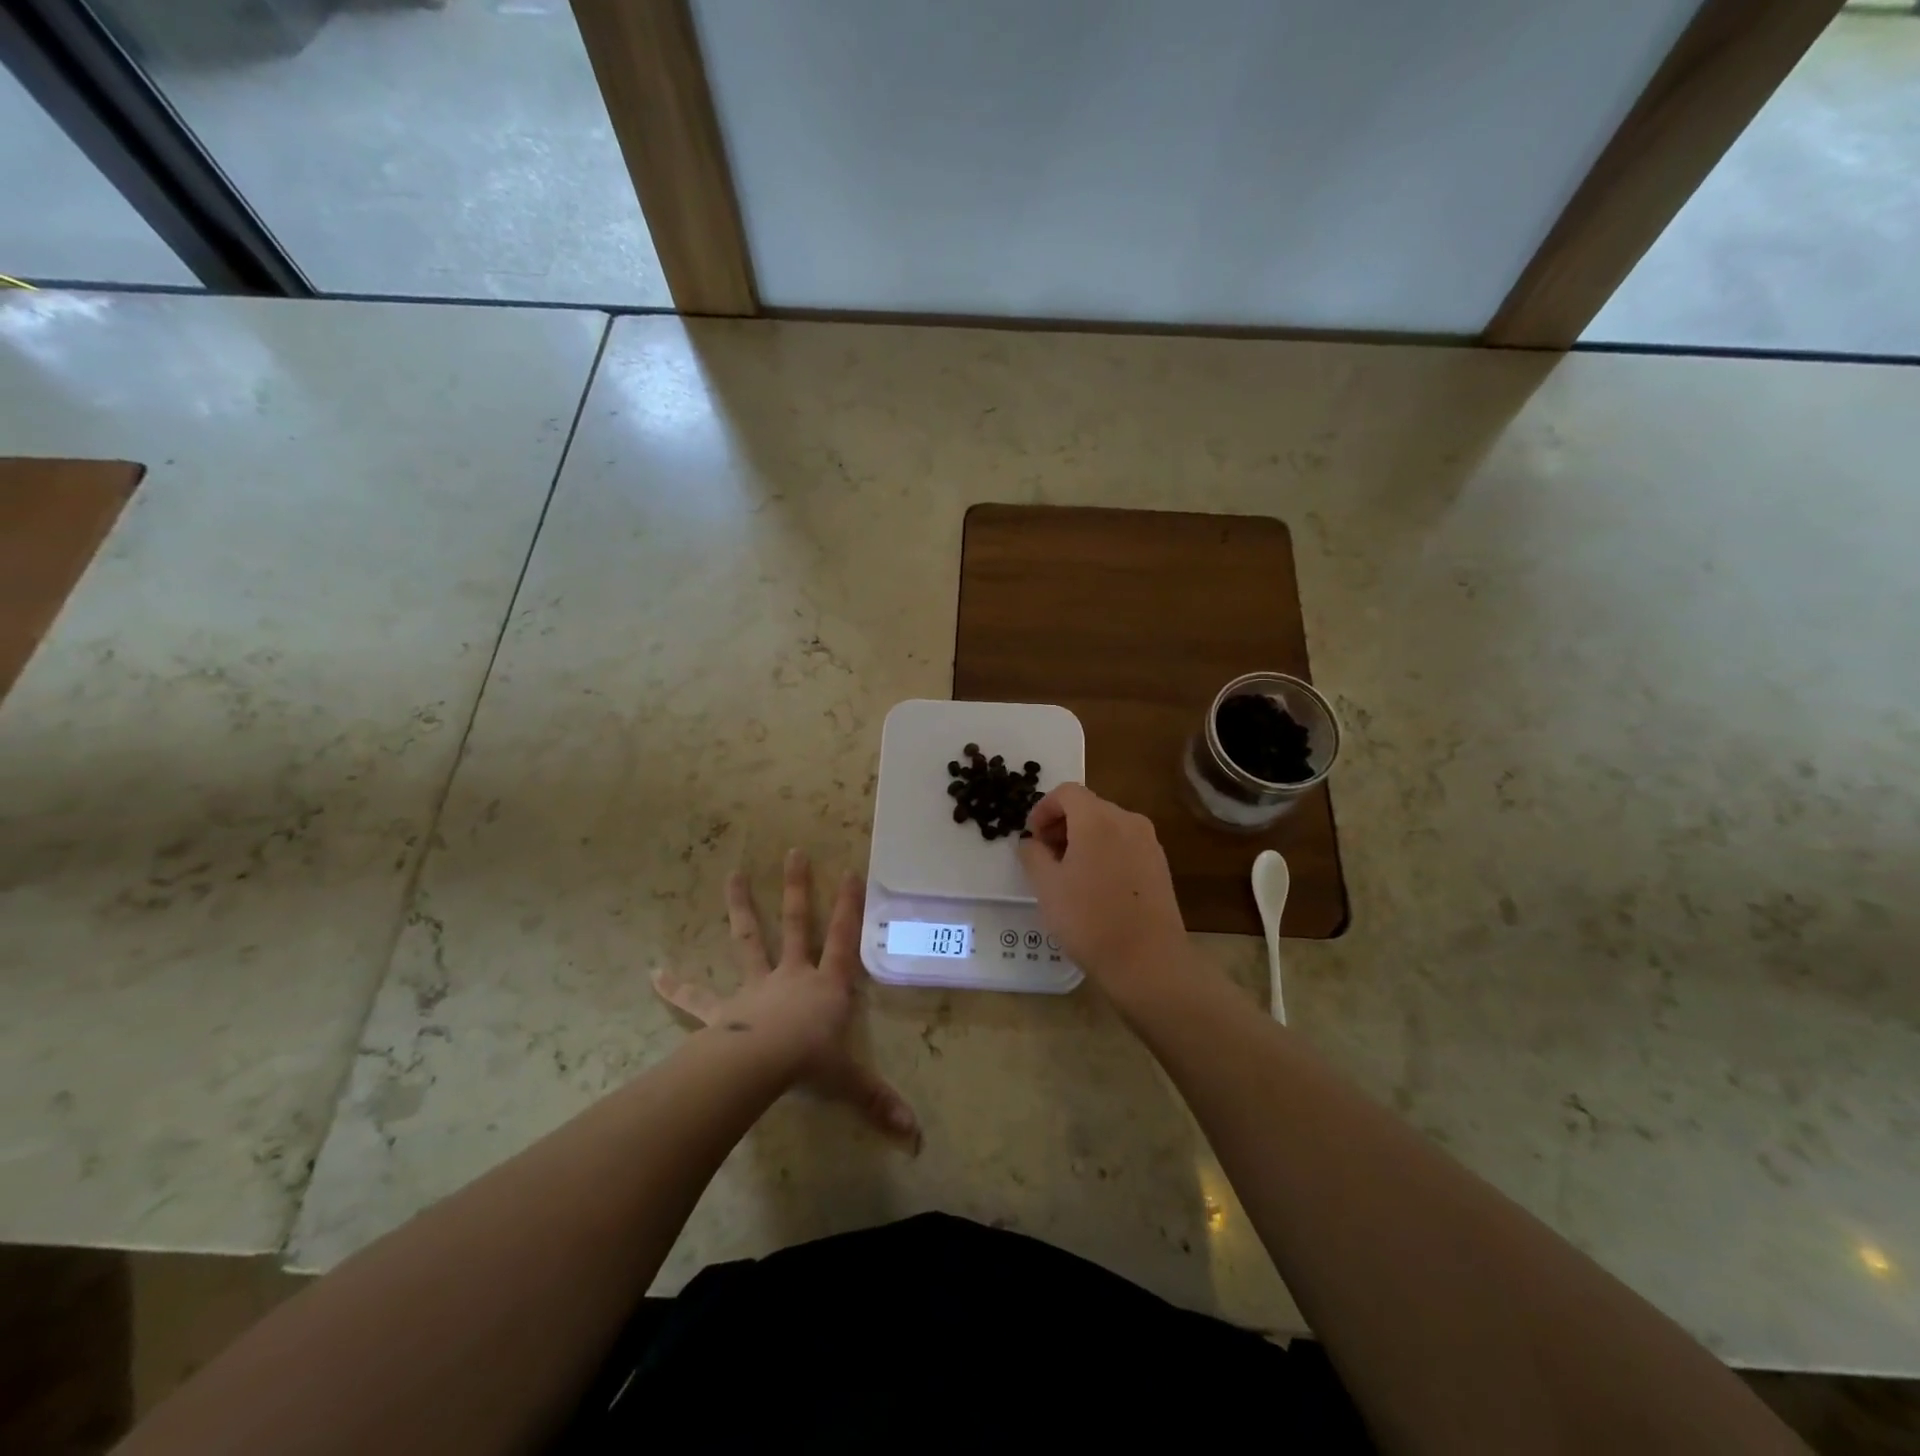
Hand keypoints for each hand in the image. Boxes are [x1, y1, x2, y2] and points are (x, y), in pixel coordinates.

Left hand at [653, 850, 919, 1147]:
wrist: (759, 1067)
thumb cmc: (810, 1064)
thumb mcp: (849, 1081)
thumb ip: (879, 1102)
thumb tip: (916, 1136)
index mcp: (826, 986)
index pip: (844, 940)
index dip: (850, 907)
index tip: (851, 872)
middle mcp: (792, 976)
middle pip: (797, 925)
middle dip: (797, 889)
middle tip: (794, 852)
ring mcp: (755, 988)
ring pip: (749, 939)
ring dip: (741, 908)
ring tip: (732, 875)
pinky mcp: (723, 1011)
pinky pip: (697, 997)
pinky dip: (676, 986)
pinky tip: (653, 973)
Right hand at [1017, 783, 1191, 1010]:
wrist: (1148, 962)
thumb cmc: (1089, 920)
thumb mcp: (1047, 887)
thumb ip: (1032, 855)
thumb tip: (1031, 843)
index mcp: (1098, 819)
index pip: (1067, 792)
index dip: (1043, 809)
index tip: (1032, 837)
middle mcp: (1128, 821)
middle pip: (1089, 806)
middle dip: (1062, 824)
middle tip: (1044, 856)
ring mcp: (1149, 842)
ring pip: (1108, 826)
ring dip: (1083, 838)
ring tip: (1068, 874)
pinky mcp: (1160, 865)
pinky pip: (1125, 844)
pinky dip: (1105, 851)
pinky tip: (1095, 886)